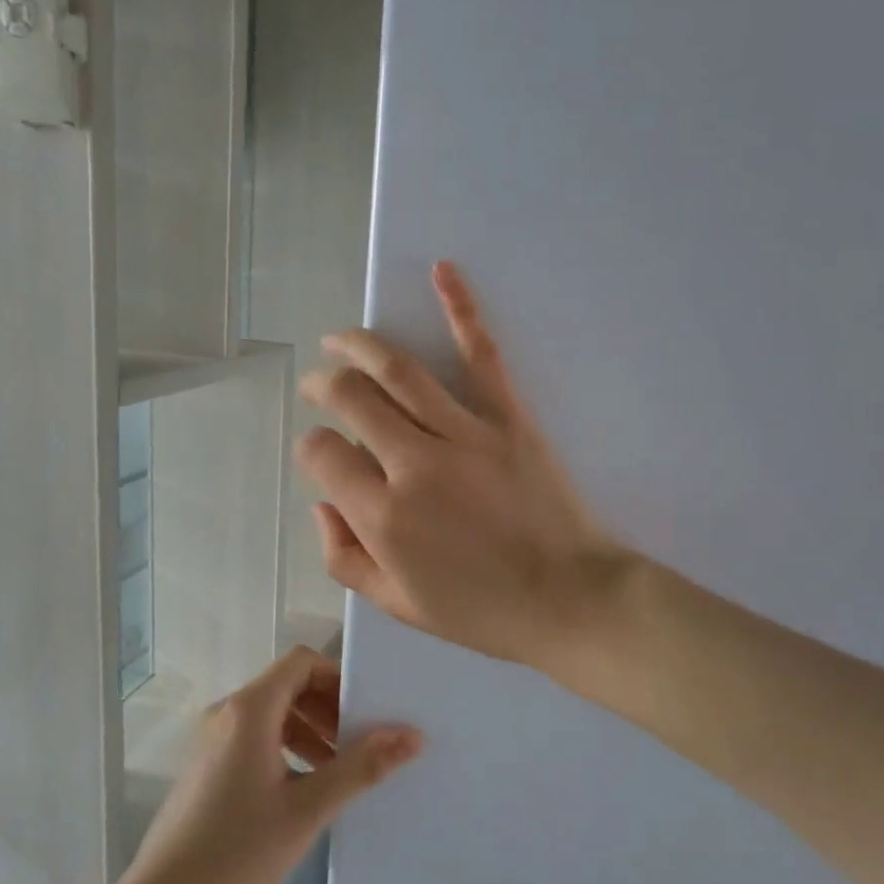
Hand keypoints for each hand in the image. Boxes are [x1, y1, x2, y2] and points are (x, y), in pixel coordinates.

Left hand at [124, 648, 421, 883]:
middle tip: (361, 744)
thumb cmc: (238, 851)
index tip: (368, 711)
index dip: (338, 678)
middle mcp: (227, 712)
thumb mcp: (308, 808)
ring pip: (272, 713)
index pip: (301, 662)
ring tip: (338, 770)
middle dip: (328, 707)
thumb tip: (412, 735)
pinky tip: (303, 788)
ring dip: (309, 729)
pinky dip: (285, 747)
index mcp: (249, 709)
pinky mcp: (207, 764)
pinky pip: (254, 736)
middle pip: (287, 685)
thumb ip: (361, 767)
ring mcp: (213, 738)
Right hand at [295, 261, 634, 674]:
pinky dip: (461, 308)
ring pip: (398, 368)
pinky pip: (480, 355)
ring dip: (358, 344)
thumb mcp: (399, 605)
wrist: (572, 600)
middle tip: (319, 384)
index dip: (311, 448)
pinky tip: (442, 272)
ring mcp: (464, 433)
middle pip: (349, 397)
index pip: (321, 454)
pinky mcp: (508, 417)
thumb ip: (344, 557)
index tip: (322, 454)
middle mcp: (414, 463)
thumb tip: (322, 506)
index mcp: (383, 516)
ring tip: (339, 340)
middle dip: (323, 384)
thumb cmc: (483, 611)